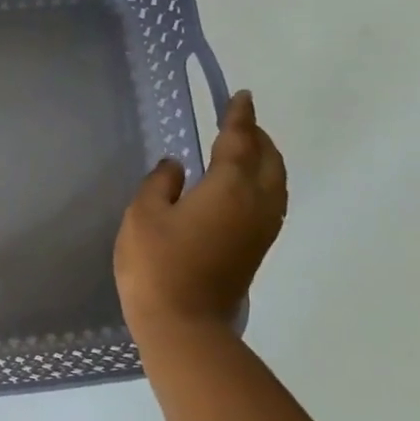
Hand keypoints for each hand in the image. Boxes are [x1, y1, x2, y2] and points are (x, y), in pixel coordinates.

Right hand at [115, 91, 287, 336]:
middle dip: (257, 136)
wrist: (183, 323)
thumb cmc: (157, 264)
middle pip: (268, 160)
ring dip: (264, 159)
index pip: (240, 141)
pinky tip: (243, 187)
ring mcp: (261, 229)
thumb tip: (177, 167)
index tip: (240, 97)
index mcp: (230, 188)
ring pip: (276, 182)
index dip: (238, 117)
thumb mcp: (143, 215)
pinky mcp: (256, 249)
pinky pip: (271, 201)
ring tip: (245, 149)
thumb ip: (160, 183)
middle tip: (239, 121)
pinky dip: (263, 182)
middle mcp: (256, 203)